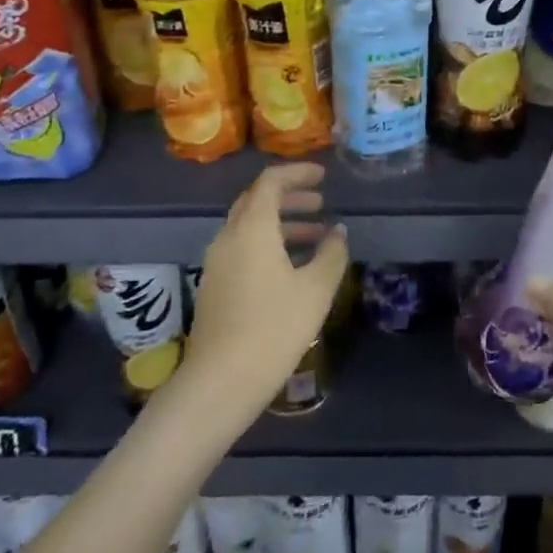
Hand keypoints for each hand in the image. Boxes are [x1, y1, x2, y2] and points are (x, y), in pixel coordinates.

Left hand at [183, 163, 348, 413]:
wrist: (222, 379)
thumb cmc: (274, 328)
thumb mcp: (315, 290)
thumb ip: (331, 254)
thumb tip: (337, 231)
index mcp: (251, 228)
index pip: (270, 182)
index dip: (297, 173)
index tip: (323, 176)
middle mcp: (228, 237)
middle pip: (256, 201)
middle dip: (289, 197)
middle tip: (320, 202)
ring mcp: (216, 261)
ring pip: (249, 226)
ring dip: (281, 223)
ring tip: (315, 236)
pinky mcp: (214, 284)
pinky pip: (242, 248)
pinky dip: (268, 243)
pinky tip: (291, 267)